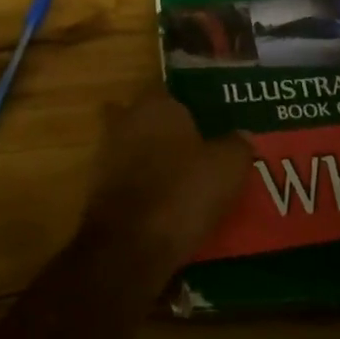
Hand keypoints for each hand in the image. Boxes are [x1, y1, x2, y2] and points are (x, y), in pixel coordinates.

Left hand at [80, 90, 251, 280]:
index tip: (207, 125)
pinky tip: (163, 205)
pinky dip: (141, 188)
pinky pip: (127, 179)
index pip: (173, 93)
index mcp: (156, 105)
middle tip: (196, 152)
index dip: (190, 108)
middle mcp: (126, 120)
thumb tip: (242, 135)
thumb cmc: (182, 193)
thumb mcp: (227, 168)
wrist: (129, 246)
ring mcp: (106, 153)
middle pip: (149, 119)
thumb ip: (236, 145)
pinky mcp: (97, 187)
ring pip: (135, 148)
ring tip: (182, 183)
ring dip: (151, 161)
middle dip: (165, 132)